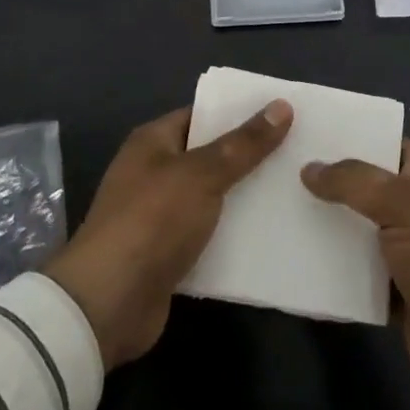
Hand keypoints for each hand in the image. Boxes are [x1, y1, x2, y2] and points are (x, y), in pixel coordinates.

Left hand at [45, 101, 291, 368]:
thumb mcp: (202, 174)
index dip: (240, 112)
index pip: (202, 115)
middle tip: (299, 150)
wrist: (109, 303)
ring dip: (246, 196)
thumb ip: (243, 144)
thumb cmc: (152, 221)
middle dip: (250, 155)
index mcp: (153, 142)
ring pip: (213, 197)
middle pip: (210, 156)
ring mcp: (160, 215)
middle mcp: (154, 172)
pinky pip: (210, 233)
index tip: (283, 113)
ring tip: (296, 188)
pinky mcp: (170, 253)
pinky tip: (273, 232)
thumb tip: (282, 106)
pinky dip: (235, 233)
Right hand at [302, 141, 409, 409]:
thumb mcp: (408, 207)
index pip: (388, 144)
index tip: (307, 130)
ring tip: (274, 208)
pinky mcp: (391, 293)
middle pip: (365, 188)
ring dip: (323, 225)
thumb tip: (310, 168)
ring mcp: (404, 254)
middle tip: (277, 168)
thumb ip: (357, 183)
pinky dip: (328, 268)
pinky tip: (291, 257)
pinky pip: (352, 272)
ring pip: (355, 230)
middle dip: (328, 181)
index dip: (352, 136)